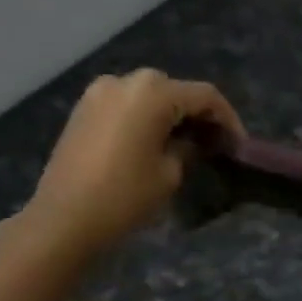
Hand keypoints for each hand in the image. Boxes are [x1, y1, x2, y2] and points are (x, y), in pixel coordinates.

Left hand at [6, 69, 240, 264]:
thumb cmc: (124, 197)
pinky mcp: (83, 110)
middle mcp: (124, 81)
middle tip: (212, 144)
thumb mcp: (169, 174)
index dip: (227, 118)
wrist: (64, 220)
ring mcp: (98, 93)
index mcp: (152, 92)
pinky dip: (144, 119)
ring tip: (184, 145)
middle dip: (196, 115)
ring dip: (169, 116)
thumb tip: (191, 141)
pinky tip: (153, 143)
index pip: (204, 96)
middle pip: (174, 91)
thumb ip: (187, 148)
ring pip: (147, 97)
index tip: (237, 144)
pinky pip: (125, 106)